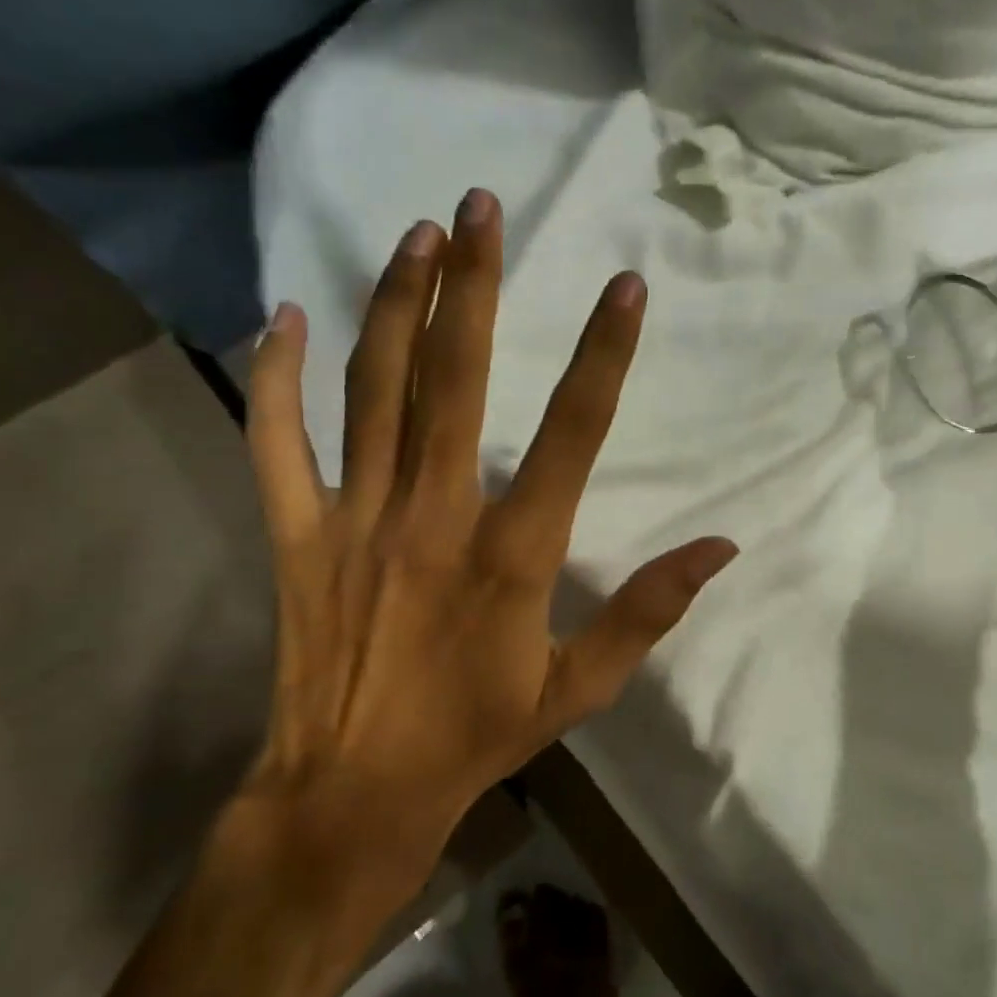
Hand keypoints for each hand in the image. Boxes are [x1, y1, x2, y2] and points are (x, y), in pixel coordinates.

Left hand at [229, 190, 736, 927]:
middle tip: (482, 206)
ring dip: (395, 305)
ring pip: (373, 390)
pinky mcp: (297, 534)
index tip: (625, 285)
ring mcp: (356, 519)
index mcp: (512, 553)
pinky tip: (283, 317)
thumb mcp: (578, 688)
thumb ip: (647, 611)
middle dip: (474, 285)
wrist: (355, 791)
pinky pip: (275, 442)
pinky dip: (275, 378)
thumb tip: (721, 547)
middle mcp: (434, 516)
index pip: (572, 434)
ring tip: (415, 234)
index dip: (604, 354)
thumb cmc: (476, 736)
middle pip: (456, 380)